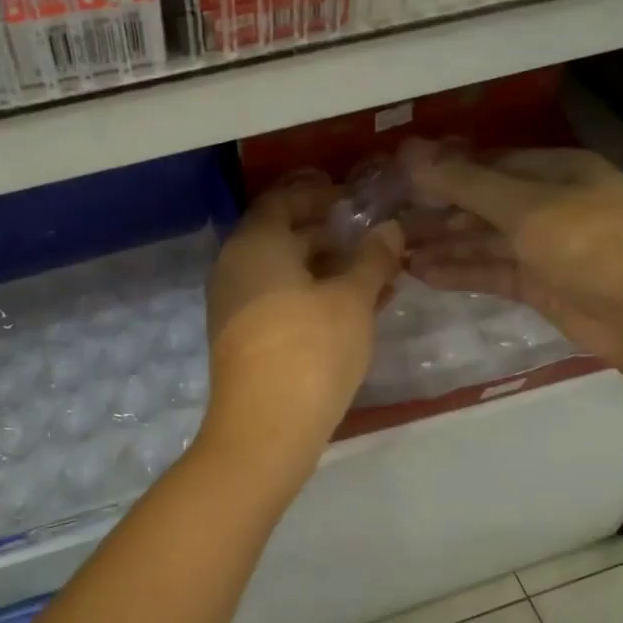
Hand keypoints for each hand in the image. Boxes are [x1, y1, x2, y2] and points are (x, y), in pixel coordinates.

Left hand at [202, 173, 403, 463]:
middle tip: (372, 239)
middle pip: (283, 235)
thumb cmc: (310, 349)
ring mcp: (233, 303)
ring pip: (284, 272)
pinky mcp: (240, 336)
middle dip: (329, 235)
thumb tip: (389, 229)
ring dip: (326, 270)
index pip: (283, 199)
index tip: (353, 198)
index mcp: (255, 243)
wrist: (264, 428)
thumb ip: (372, 259)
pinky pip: (278, 300)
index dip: (319, 194)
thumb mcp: (352, 300)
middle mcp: (235, 265)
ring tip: (375, 278)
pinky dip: (311, 296)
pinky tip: (352, 311)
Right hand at [398, 139, 622, 373]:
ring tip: (392, 250)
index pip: (487, 162)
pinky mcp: (540, 286)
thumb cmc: (593, 244)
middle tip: (383, 220)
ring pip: (482, 240)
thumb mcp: (526, 207)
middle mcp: (549, 203)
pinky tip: (420, 273)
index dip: (441, 169)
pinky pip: (491, 271)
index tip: (395, 178)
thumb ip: (465, 183)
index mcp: (556, 170)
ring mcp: (545, 247)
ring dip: (441, 244)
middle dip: (435, 210)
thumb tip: (409, 152)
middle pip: (481, 202)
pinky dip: (459, 271)